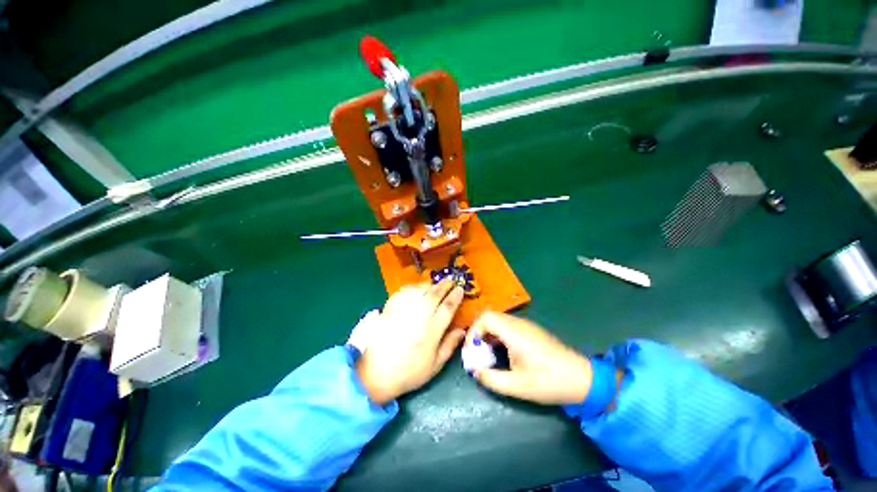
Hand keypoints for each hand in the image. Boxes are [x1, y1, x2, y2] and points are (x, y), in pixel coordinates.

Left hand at [356, 280, 465, 404]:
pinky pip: (404, 292)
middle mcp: (419, 315)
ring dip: (431, 285)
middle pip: (435, 294)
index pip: (448, 307)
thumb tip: (462, 330)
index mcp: (432, 330)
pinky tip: (416, 289)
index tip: (461, 289)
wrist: (375, 373)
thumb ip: (449, 345)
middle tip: (451, 280)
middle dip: (445, 285)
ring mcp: (404, 310)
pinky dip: (413, 287)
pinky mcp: (390, 308)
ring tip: (436, 284)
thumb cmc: (409, 372)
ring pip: (421, 290)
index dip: (456, 296)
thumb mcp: (434, 366)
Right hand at [468, 311, 592, 404]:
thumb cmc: (548, 381)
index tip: (472, 351)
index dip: (474, 331)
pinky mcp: (531, 331)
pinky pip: (507, 326)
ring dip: (488, 334)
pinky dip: (498, 335)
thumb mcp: (517, 386)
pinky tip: (502, 352)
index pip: (485, 318)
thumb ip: (491, 379)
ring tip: (487, 354)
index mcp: (514, 332)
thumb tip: (475, 372)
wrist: (582, 379)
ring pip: (499, 321)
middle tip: (477, 353)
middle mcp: (518, 323)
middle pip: (490, 317)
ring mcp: (526, 325)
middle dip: (479, 333)